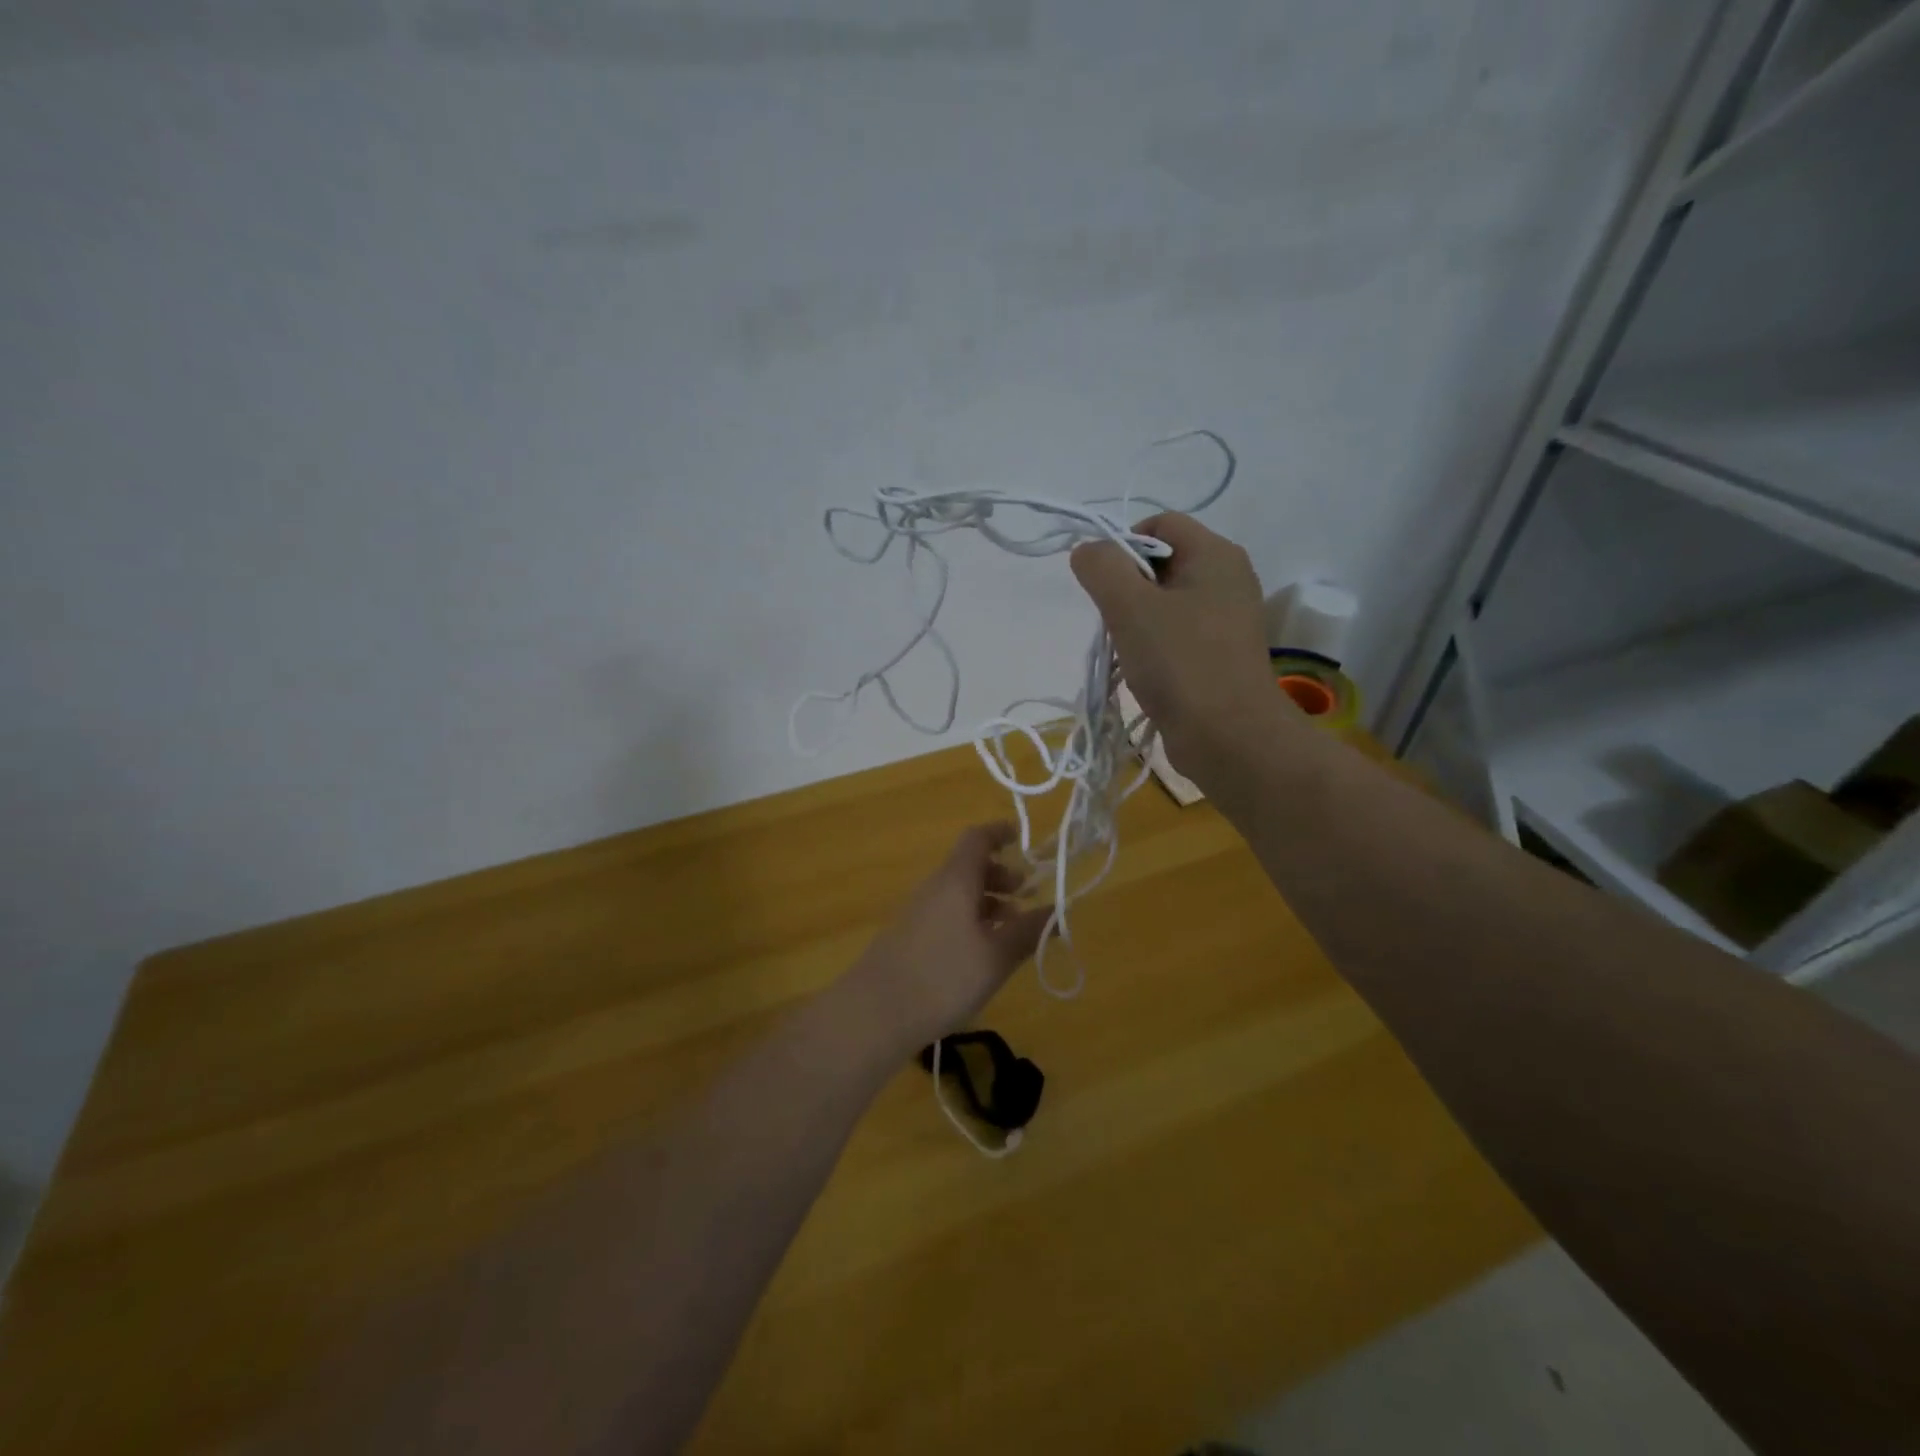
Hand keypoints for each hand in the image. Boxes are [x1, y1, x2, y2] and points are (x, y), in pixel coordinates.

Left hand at [842, 824, 1052, 1051]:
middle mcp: (934, 888)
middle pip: (969, 866)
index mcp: (955, 880)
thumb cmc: (943, 977)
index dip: (1000, 833)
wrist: (874, 1013)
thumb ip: (1029, 932)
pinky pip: (946, 913)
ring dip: (988, 901)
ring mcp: (918, 912)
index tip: (1022, 839)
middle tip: (1028, 894)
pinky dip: (971, 919)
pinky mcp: (909, 937)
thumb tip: (1059, 912)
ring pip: (958, 892)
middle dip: (1001, 875)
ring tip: (1013, 928)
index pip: (977, 838)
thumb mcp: (996, 957)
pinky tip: (983, 951)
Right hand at [1070, 512, 1286, 769]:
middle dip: (1126, 586)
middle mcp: (1228, 578)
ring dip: (1136, 619)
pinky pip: (1178, 632)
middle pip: (1162, 561)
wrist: (1228, 737)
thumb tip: (1088, 550)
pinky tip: (1143, 669)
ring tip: (1127, 649)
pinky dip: (1154, 644)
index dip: (1123, 543)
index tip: (1102, 583)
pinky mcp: (1221, 653)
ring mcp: (1228, 619)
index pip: (1160, 523)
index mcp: (1216, 554)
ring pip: (1166, 600)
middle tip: (1113, 620)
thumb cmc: (1180, 663)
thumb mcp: (1130, 607)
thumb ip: (1102, 567)